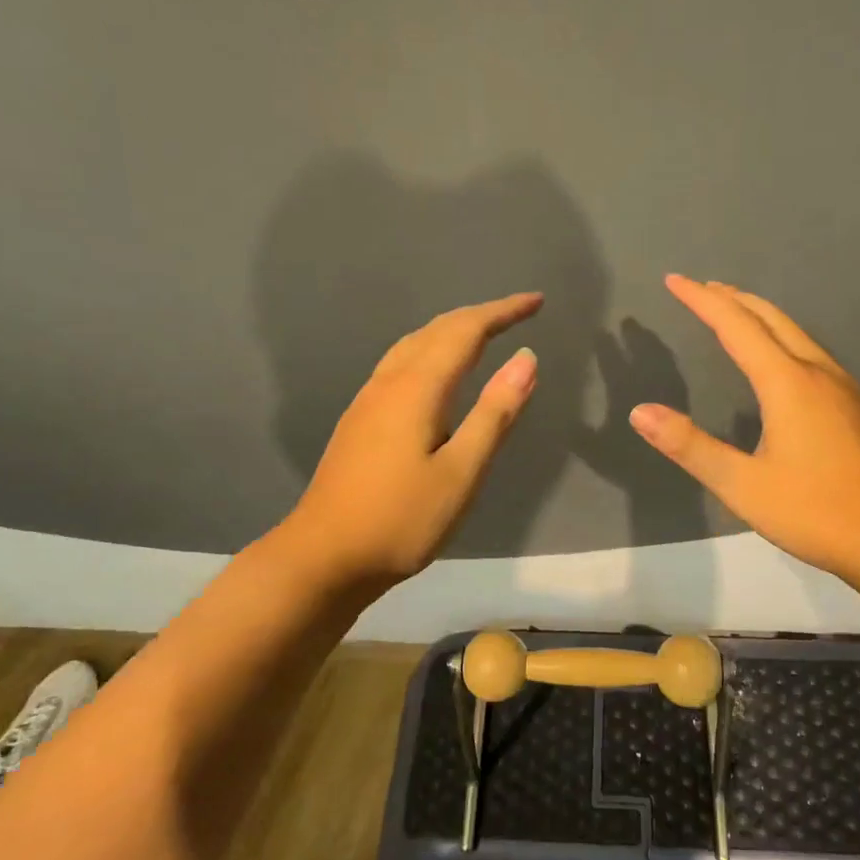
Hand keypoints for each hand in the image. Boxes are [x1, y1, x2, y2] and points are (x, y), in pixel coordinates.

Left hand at [281, 292, 542, 586]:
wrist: (322, 557)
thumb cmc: (400, 520)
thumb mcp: (461, 472)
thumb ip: (495, 413)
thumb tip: (527, 358)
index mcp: (418, 388)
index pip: (466, 331)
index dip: (503, 312)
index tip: (537, 301)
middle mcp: (390, 382)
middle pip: (438, 330)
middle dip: (481, 315)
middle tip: (519, 312)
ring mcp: (368, 399)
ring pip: (414, 343)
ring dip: (453, 330)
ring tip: (484, 333)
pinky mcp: (360, 418)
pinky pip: (401, 362)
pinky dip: (431, 349)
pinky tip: (437, 371)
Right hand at [629, 276, 859, 585]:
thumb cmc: (818, 512)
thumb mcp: (743, 486)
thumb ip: (691, 446)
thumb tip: (640, 412)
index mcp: (788, 383)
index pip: (736, 326)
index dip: (702, 300)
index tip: (675, 280)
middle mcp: (818, 373)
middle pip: (772, 319)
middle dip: (734, 299)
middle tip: (704, 287)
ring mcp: (845, 389)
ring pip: (798, 334)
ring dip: (762, 317)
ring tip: (737, 314)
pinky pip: (813, 355)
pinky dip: (784, 340)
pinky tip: (783, 364)